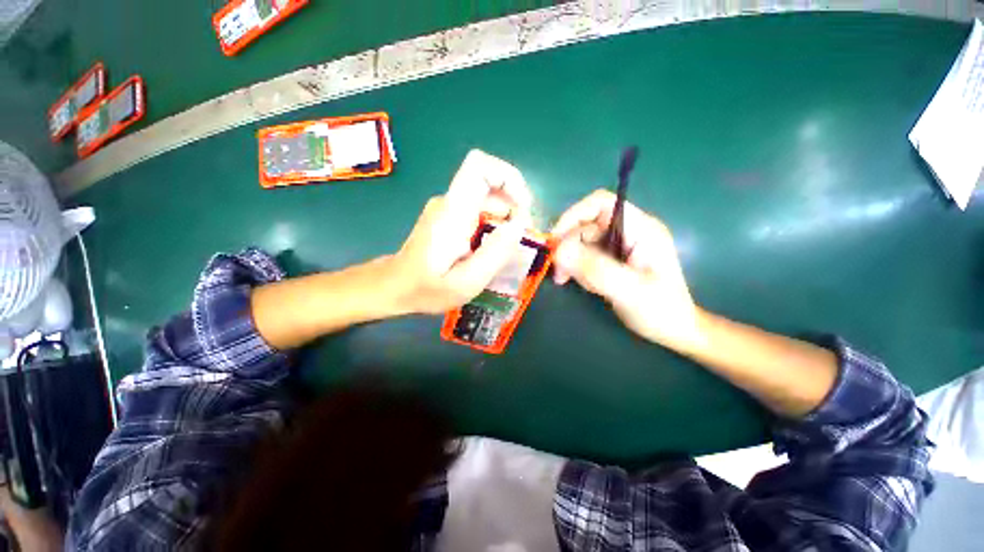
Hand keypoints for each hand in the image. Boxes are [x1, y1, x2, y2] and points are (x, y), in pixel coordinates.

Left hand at [391, 150, 532, 314]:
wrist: (395, 286)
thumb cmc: (426, 289)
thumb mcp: (466, 282)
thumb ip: (495, 254)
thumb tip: (520, 225)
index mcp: (453, 211)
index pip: (480, 166)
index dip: (509, 177)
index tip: (524, 208)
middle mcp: (451, 201)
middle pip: (491, 184)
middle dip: (515, 207)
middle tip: (522, 239)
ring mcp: (450, 208)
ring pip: (489, 199)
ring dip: (507, 218)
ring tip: (511, 248)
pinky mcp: (450, 216)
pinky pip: (481, 210)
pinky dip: (496, 224)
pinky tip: (495, 248)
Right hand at [551, 190, 704, 351]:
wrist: (674, 330)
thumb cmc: (660, 310)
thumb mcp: (629, 290)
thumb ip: (596, 269)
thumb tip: (560, 251)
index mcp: (640, 228)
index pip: (600, 204)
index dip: (574, 215)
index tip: (555, 239)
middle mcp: (628, 231)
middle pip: (586, 225)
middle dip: (569, 248)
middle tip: (559, 273)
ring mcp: (619, 246)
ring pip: (582, 243)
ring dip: (572, 262)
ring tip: (573, 283)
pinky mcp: (613, 259)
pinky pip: (585, 256)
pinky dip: (577, 269)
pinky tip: (584, 285)